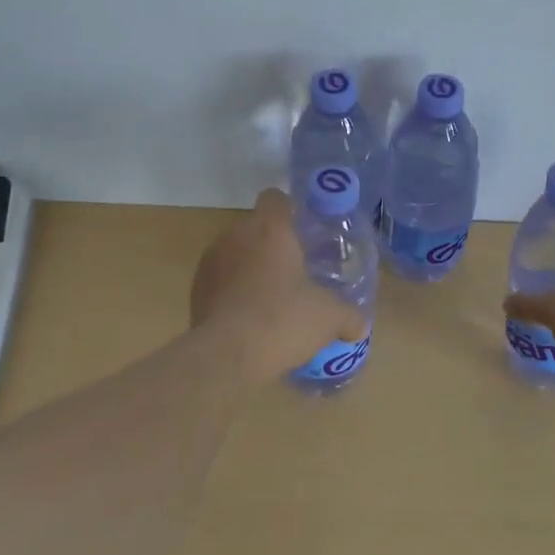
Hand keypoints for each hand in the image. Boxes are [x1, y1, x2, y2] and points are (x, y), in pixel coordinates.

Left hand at [190, 189, 366, 376]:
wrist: (226, 357)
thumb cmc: (283, 320)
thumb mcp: (328, 318)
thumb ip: (349, 315)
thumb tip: (360, 324)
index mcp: (269, 229)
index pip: (276, 198)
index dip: (291, 210)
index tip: (305, 231)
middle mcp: (235, 235)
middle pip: (256, 227)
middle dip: (273, 244)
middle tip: (296, 270)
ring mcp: (210, 262)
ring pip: (236, 253)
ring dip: (251, 268)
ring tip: (271, 297)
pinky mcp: (195, 290)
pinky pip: (220, 280)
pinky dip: (233, 291)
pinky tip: (248, 318)